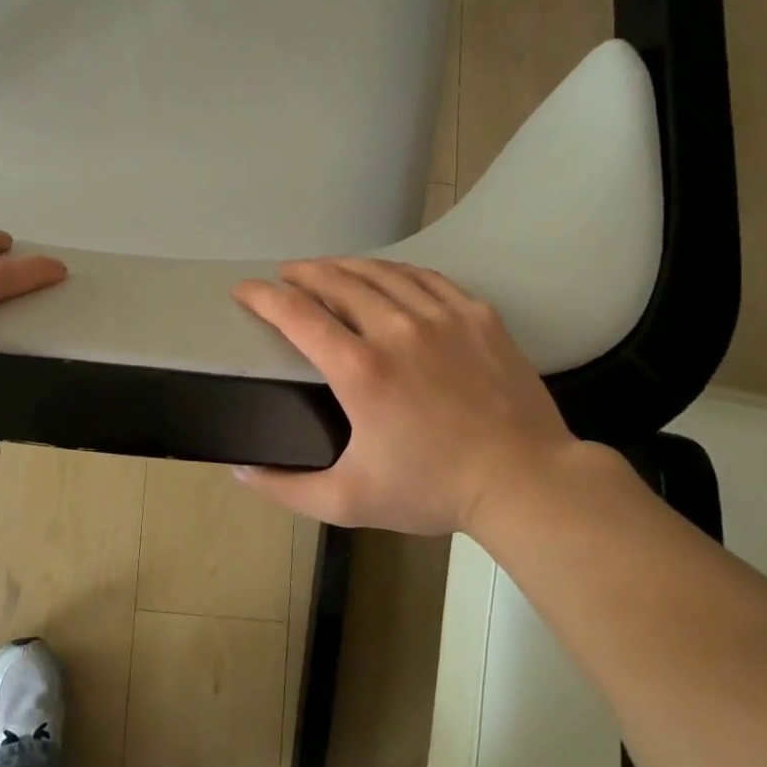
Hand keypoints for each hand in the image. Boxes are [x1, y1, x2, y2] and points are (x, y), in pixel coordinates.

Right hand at [231, 259, 580, 534]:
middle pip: (336, 280)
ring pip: (380, 272)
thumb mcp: (348, 501)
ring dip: (343, 265)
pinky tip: (385, 274)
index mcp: (359, 370)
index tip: (244, 290)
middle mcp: (395, 330)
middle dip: (301, 272)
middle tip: (284, 275)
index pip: (296, 314)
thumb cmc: (433, 490)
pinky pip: (425, 277)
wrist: (526, 480)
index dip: (262, 296)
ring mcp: (441, 316)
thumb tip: (240, 471)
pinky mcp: (476, 314)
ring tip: (325, 268)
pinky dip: (394, 270)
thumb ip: (286, 488)